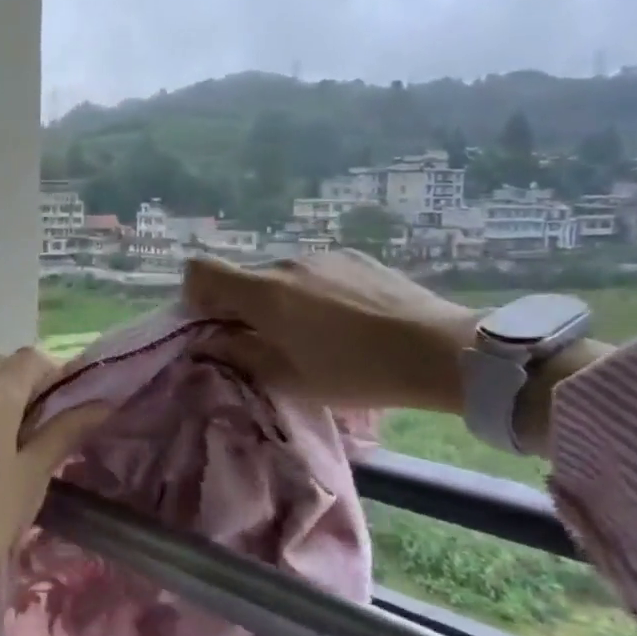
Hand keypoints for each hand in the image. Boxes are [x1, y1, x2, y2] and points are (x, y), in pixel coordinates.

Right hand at [183, 251, 480, 413]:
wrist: (441, 350)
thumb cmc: (357, 372)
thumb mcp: (290, 378)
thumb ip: (241, 355)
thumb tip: (210, 342)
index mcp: (263, 293)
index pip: (201, 270)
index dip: (195, 294)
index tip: (213, 323)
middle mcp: (286, 264)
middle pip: (243, 278)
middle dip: (243, 307)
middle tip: (268, 343)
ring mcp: (322, 257)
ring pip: (281, 277)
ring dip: (282, 302)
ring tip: (318, 336)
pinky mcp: (354, 257)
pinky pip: (315, 273)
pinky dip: (314, 294)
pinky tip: (349, 322)